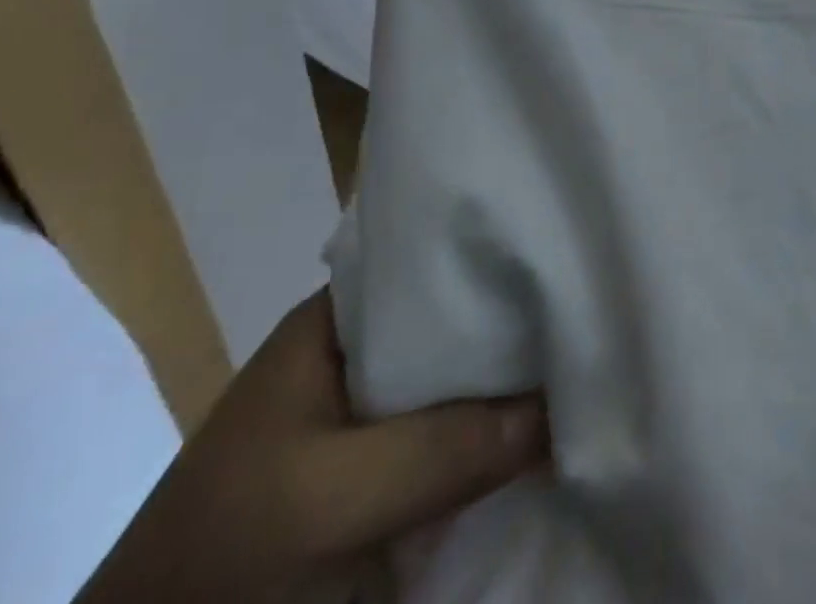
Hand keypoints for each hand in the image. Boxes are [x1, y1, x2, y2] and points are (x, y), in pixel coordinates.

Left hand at [78, 289, 546, 603]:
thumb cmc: (223, 557)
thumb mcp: (325, 498)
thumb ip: (438, 449)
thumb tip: (562, 406)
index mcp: (335, 323)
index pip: (432, 261)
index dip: (497, 258)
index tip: (564, 259)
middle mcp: (362, 357)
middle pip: (456, 325)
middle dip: (516, 328)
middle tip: (592, 314)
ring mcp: (373, 420)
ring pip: (461, 387)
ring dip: (512, 388)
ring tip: (590, 361)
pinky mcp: (384, 479)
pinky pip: (455, 446)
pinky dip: (497, 444)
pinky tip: (551, 433)